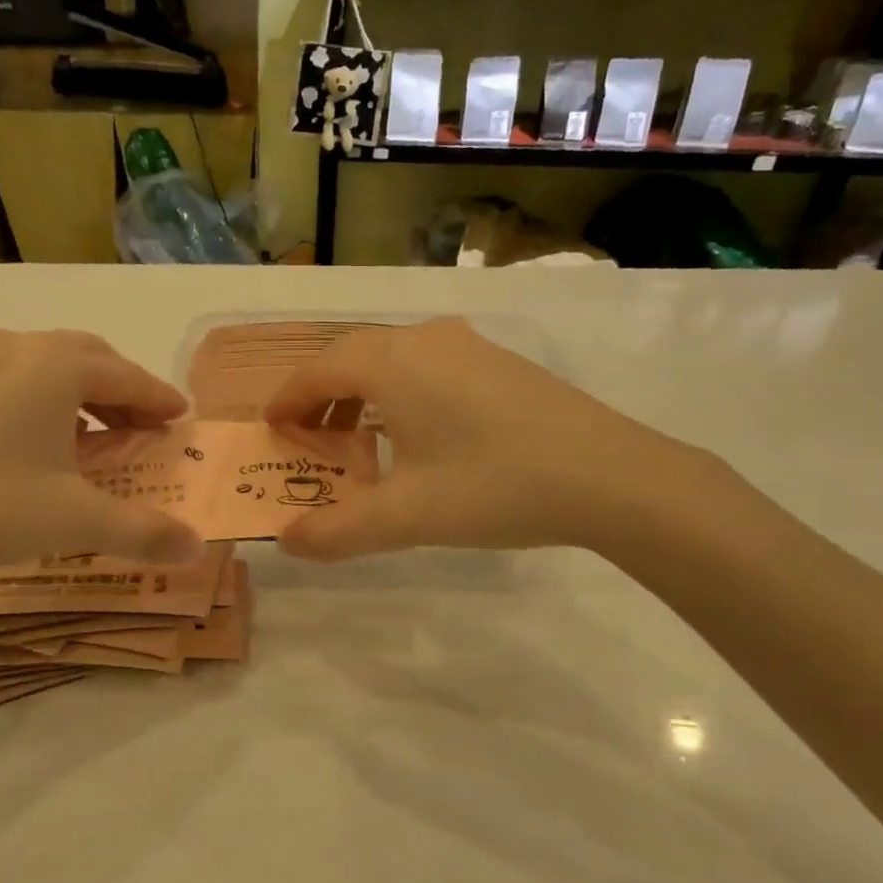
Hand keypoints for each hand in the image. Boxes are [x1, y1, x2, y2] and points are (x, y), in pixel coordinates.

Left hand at [0, 329, 203, 583]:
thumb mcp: (75, 522)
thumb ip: (143, 531)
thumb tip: (198, 548)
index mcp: (56, 367)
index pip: (127, 376)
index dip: (159, 398)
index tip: (182, 417)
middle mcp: (18, 349)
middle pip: (90, 359)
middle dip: (124, 390)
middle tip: (146, 425)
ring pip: (49, 365)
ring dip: (84, 394)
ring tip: (99, 434)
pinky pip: (16, 379)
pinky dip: (46, 400)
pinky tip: (42, 441)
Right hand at [264, 318, 715, 560]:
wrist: (610, 475)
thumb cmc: (495, 485)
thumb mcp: (407, 517)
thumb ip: (338, 531)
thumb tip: (286, 543)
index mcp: (392, 363)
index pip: (318, 369)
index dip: (288, 398)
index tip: (271, 426)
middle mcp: (425, 339)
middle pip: (352, 356)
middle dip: (321, 395)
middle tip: (309, 437)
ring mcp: (468, 345)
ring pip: (392, 358)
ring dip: (362, 393)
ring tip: (358, 439)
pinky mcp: (498, 362)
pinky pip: (427, 365)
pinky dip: (400, 392)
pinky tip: (417, 434)